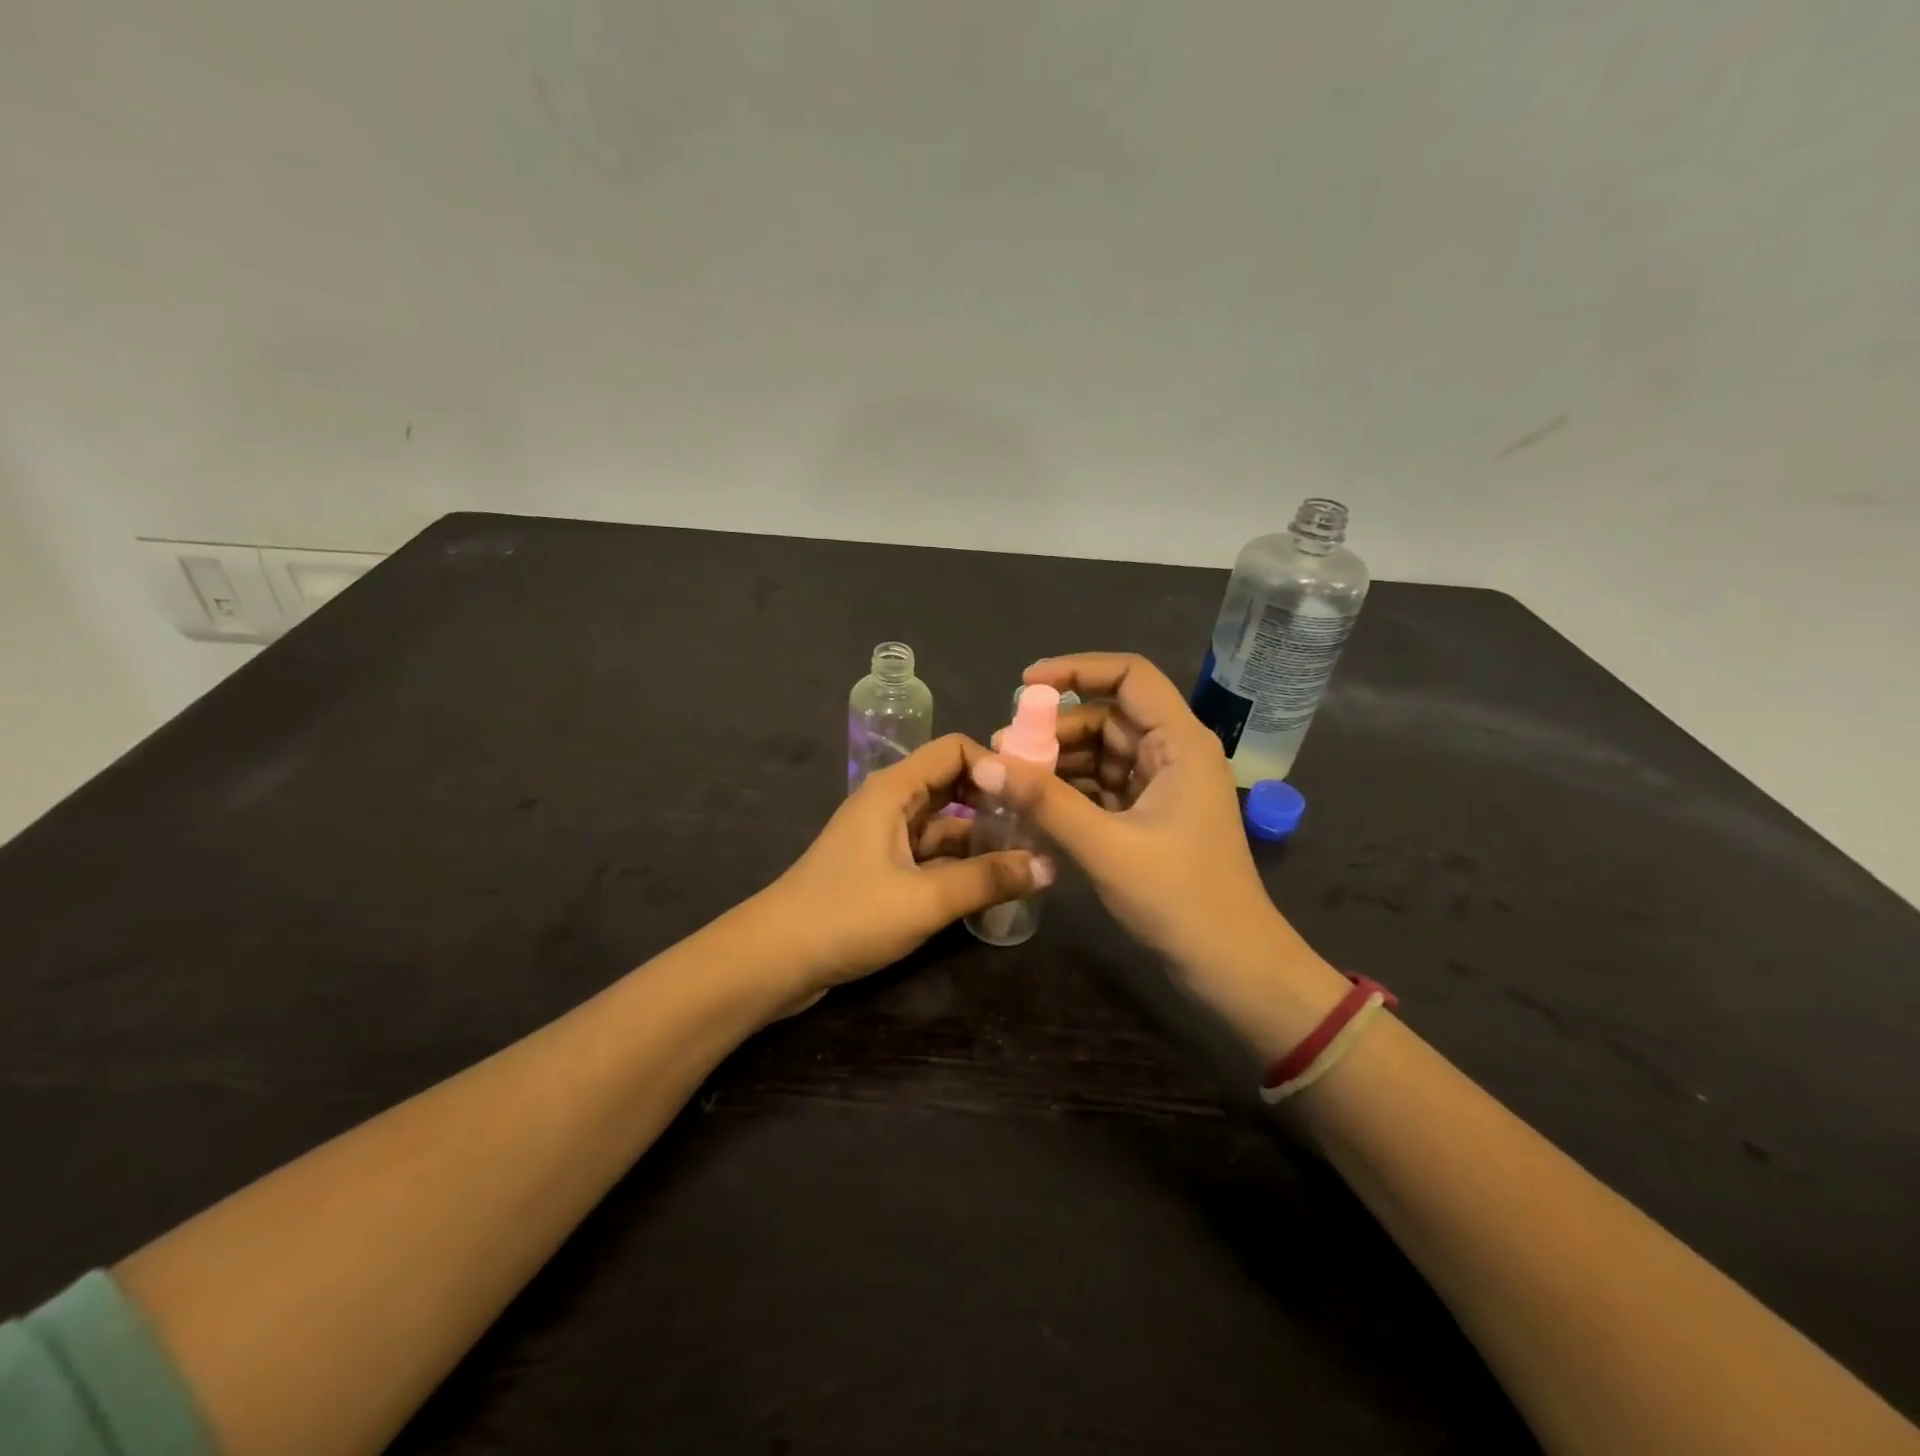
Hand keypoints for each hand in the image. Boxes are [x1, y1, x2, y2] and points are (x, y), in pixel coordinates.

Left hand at [766, 733, 1051, 993]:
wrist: (774, 959)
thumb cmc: (847, 915)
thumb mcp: (924, 899)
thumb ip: (987, 880)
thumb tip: (1049, 867)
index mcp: (894, 789)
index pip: (955, 750)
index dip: (996, 765)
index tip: (1035, 794)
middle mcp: (891, 803)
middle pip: (953, 785)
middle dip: (995, 801)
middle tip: (1042, 826)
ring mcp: (885, 837)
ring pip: (945, 824)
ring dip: (982, 837)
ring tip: (1029, 857)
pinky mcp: (882, 869)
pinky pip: (931, 854)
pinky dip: (960, 864)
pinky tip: (992, 884)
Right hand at [979, 653, 1347, 1052]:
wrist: (1231, 967)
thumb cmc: (1180, 899)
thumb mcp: (1105, 846)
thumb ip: (1044, 801)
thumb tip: (985, 763)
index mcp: (1180, 742)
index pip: (1129, 676)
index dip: (1077, 670)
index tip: (1026, 686)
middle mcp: (1174, 753)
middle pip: (1109, 717)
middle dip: (1056, 728)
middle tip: (1005, 750)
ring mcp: (1164, 787)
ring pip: (1103, 754)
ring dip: (1059, 762)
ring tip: (1011, 780)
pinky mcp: (1152, 817)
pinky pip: (1105, 787)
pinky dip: (1072, 791)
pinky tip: (1035, 804)